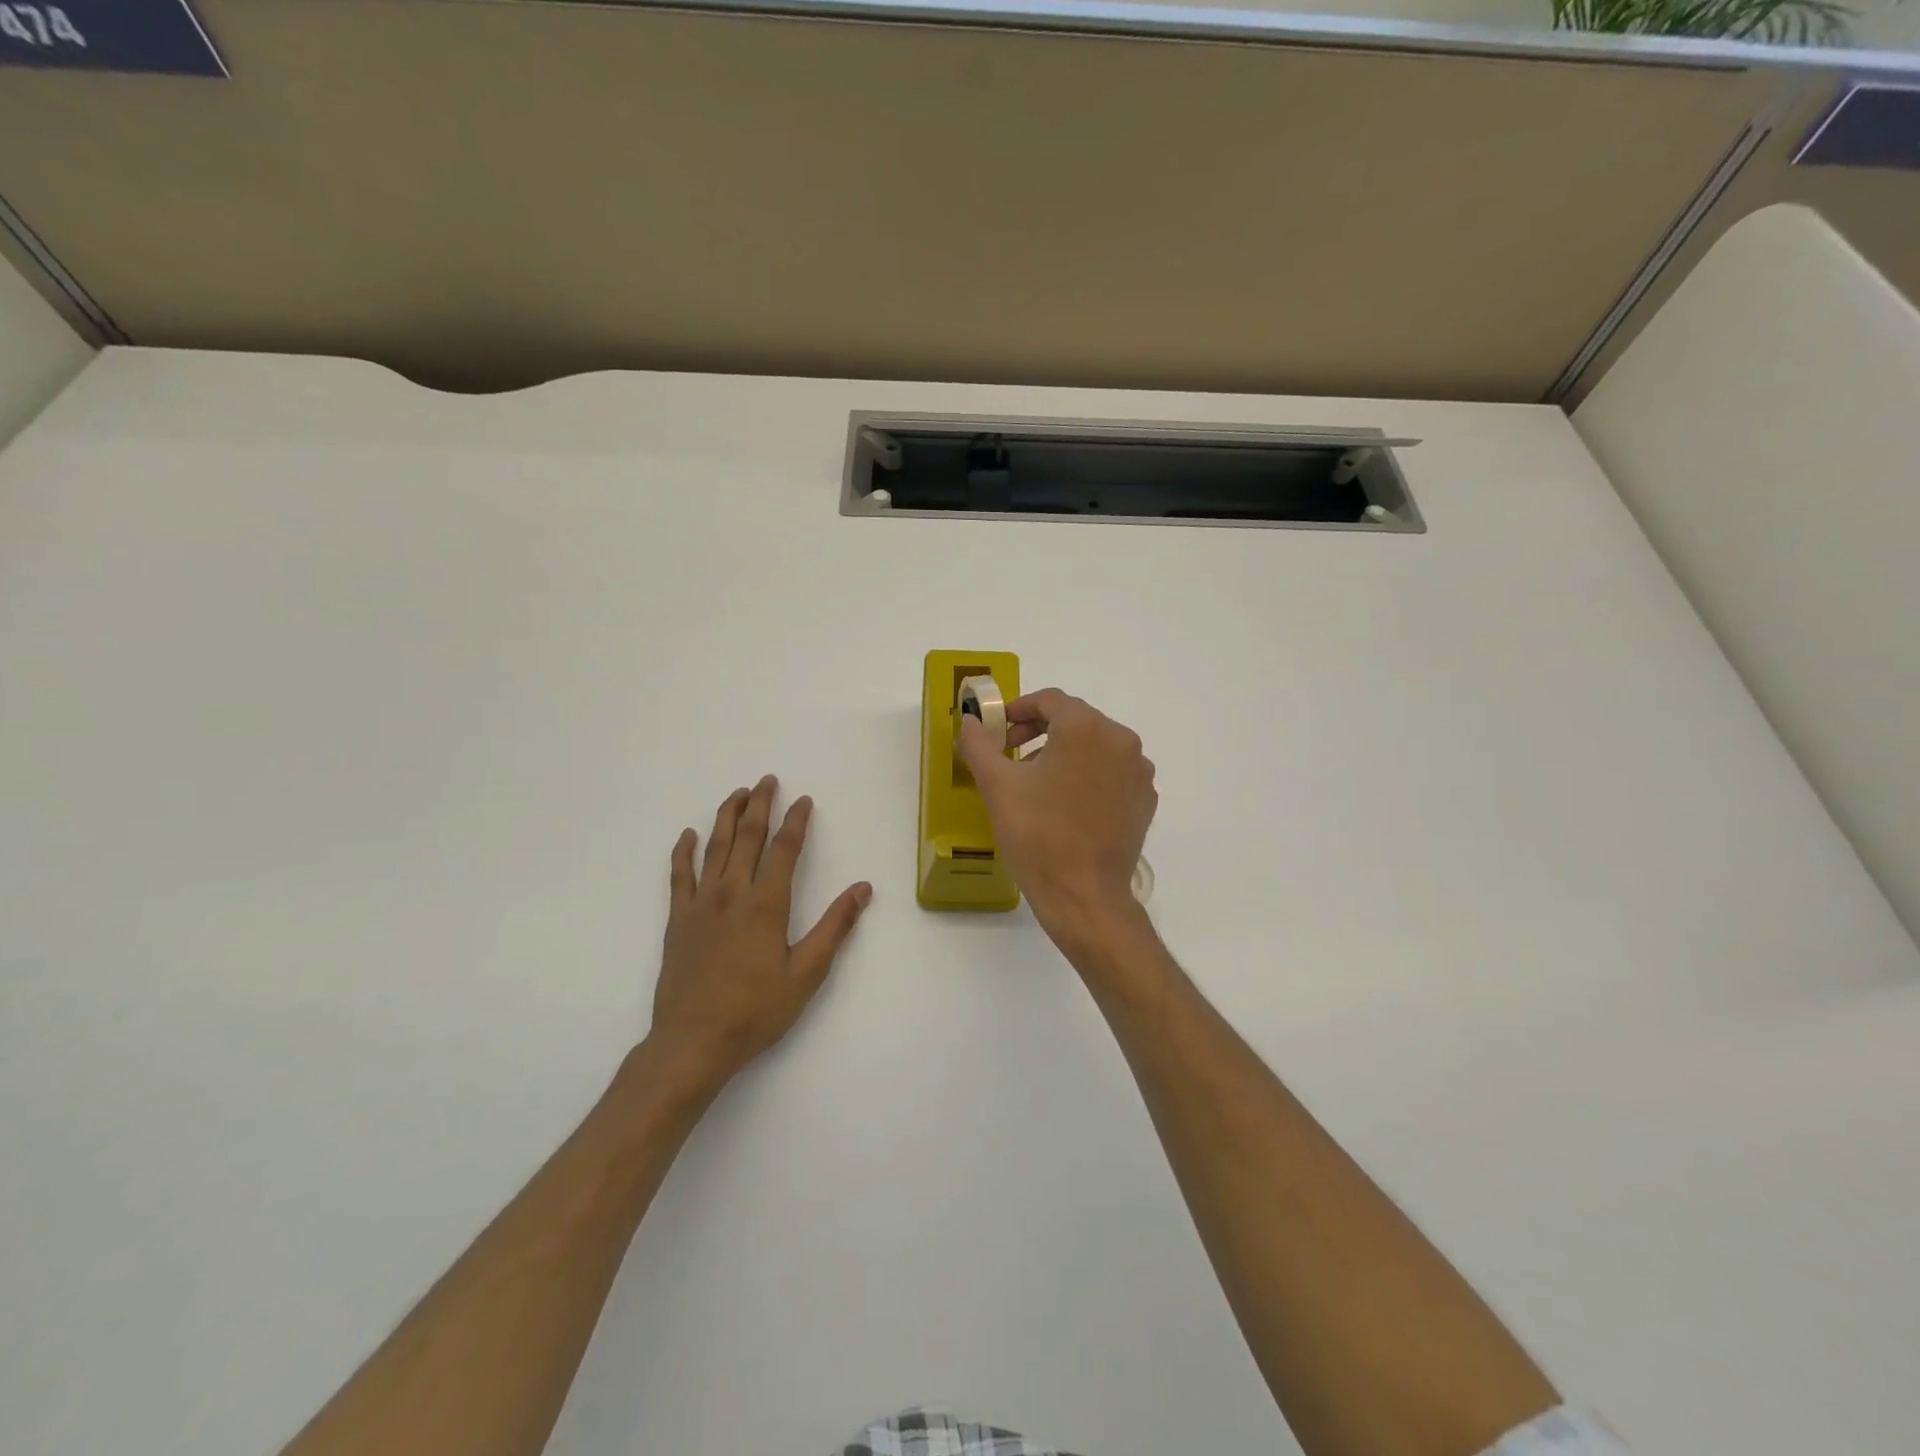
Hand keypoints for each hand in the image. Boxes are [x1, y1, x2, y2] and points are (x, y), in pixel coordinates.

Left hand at [649, 776, 871, 1086]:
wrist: (693, 1041)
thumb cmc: (756, 1010)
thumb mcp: (807, 973)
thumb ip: (835, 927)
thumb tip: (862, 888)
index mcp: (766, 904)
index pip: (784, 849)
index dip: (796, 821)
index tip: (804, 800)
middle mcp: (732, 893)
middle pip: (747, 837)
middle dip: (760, 805)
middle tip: (767, 780)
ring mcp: (700, 904)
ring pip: (714, 848)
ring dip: (727, 817)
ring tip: (737, 794)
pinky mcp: (677, 920)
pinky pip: (678, 875)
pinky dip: (683, 852)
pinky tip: (688, 835)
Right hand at [957, 689, 1155, 950]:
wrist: (1084, 896)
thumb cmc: (1037, 836)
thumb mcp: (997, 785)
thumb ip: (979, 743)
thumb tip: (968, 720)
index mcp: (1086, 728)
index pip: (1050, 700)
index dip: (1018, 709)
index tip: (998, 731)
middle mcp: (1121, 740)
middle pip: (1075, 720)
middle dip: (1040, 731)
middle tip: (1012, 754)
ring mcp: (1139, 771)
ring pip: (1096, 745)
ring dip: (1064, 753)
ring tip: (1037, 783)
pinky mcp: (1145, 799)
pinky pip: (1113, 772)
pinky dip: (1089, 775)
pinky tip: (1068, 804)